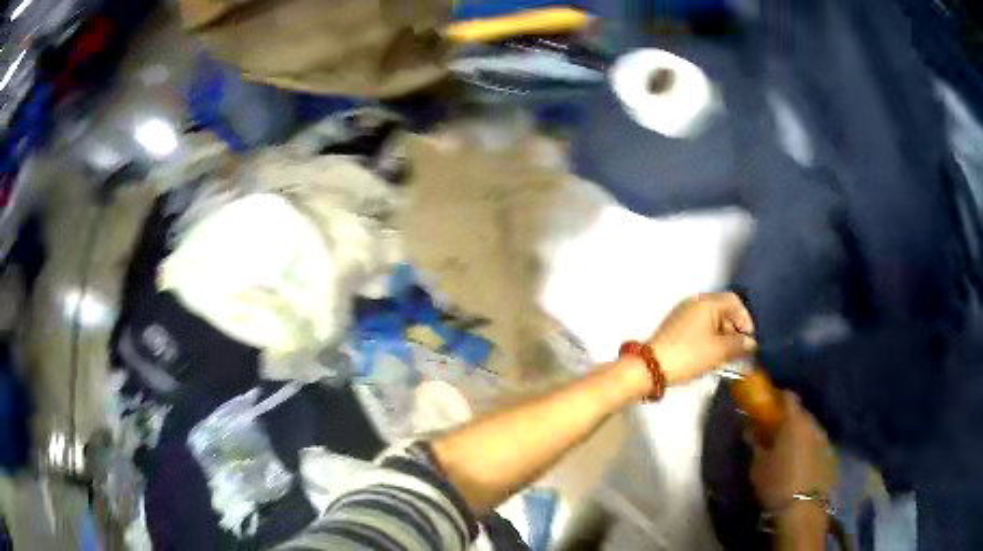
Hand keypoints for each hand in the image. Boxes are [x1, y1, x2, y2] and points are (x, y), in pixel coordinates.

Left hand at [647, 292, 756, 382]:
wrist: (650, 367)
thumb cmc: (688, 355)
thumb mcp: (719, 351)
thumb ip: (739, 345)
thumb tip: (751, 343)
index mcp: (706, 302)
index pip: (734, 301)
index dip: (746, 320)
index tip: (749, 340)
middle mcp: (694, 303)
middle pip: (723, 310)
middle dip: (734, 330)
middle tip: (738, 351)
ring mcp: (683, 314)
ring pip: (711, 320)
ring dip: (722, 336)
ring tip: (725, 357)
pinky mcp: (675, 327)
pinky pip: (699, 327)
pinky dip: (709, 339)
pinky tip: (710, 356)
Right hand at [750, 392, 836, 510]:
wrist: (803, 510)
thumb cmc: (777, 484)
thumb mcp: (758, 466)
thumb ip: (756, 445)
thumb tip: (751, 431)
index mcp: (795, 421)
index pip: (787, 397)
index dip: (777, 398)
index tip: (766, 406)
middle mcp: (813, 424)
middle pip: (801, 413)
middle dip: (788, 420)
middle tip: (775, 432)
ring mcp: (825, 440)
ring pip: (811, 430)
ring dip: (800, 435)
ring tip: (788, 451)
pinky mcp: (832, 456)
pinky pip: (818, 445)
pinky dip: (809, 449)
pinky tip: (801, 465)